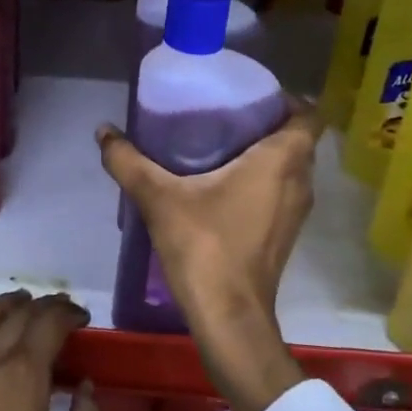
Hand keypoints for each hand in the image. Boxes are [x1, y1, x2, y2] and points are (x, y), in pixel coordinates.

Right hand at [97, 99, 322, 410]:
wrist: (229, 317)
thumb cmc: (205, 246)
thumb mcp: (159, 198)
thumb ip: (129, 161)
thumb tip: (104, 130)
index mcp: (282, 161)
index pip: (308, 115)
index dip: (286, 99)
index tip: (251, 93)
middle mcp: (300, 182)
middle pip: (298, 139)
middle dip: (269, 122)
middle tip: (226, 112)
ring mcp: (296, 212)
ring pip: (292, 167)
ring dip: (267, 152)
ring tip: (222, 142)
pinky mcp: (286, 234)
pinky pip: (283, 191)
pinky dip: (264, 179)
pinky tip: (224, 183)